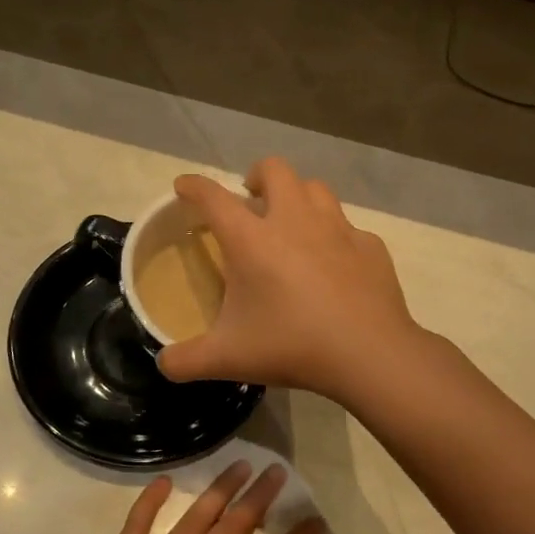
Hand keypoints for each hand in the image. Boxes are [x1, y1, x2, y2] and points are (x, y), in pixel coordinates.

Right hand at [156, 157, 420, 399]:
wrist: (369, 354)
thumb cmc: (291, 346)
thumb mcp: (227, 358)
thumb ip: (185, 360)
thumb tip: (164, 364)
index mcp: (252, 239)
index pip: (212, 197)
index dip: (193, 187)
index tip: (184, 187)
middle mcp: (294, 221)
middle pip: (274, 170)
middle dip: (257, 176)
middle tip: (251, 200)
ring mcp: (338, 229)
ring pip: (316, 188)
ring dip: (298, 197)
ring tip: (292, 223)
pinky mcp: (370, 246)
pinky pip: (349, 229)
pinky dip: (335, 238)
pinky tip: (335, 264)